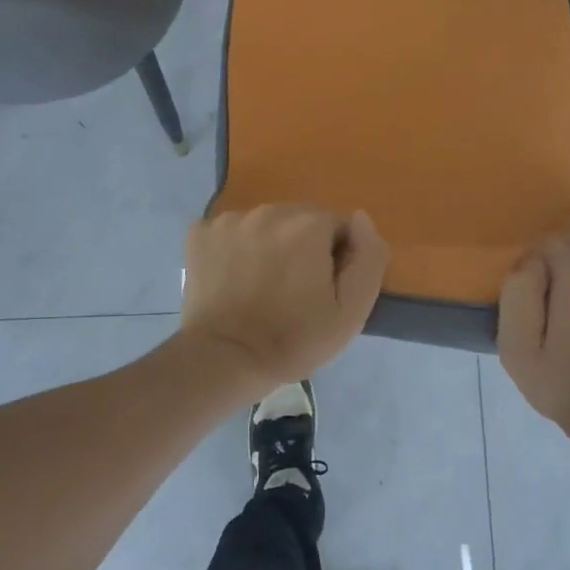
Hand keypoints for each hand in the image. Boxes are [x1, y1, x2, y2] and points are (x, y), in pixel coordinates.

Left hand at [180, 204, 388, 391]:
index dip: (337, 258)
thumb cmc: (294, 339)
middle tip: (294, 290)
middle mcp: (270, 211)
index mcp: (309, 224)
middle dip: (304, 247)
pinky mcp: (201, 233)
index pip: (338, 227)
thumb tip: (360, 219)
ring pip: (266, 224)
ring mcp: (230, 220)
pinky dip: (236, 248)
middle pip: (301, 220)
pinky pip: (231, 231)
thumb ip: (369, 258)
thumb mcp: (351, 311)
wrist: (224, 359)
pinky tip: (234, 278)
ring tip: (262, 286)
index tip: (324, 290)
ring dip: (270, 244)